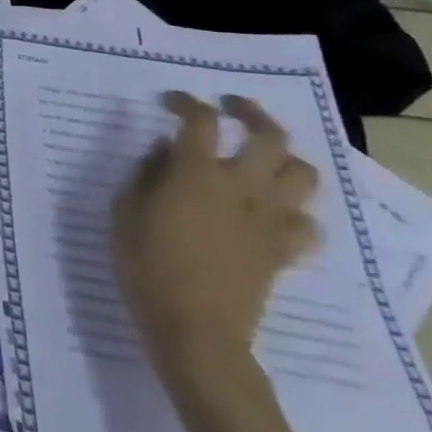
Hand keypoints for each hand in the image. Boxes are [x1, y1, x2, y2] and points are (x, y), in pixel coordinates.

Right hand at [111, 92, 318, 380]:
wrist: (195, 330)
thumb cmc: (146, 265)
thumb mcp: (124, 211)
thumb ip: (145, 173)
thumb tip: (163, 148)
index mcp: (197, 173)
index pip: (202, 120)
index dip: (187, 102)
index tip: (171, 101)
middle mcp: (241, 187)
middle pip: (269, 136)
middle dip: (252, 113)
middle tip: (232, 107)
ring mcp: (269, 220)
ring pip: (302, 174)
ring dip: (284, 158)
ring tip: (261, 157)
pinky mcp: (283, 251)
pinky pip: (307, 224)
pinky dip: (294, 210)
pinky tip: (272, 211)